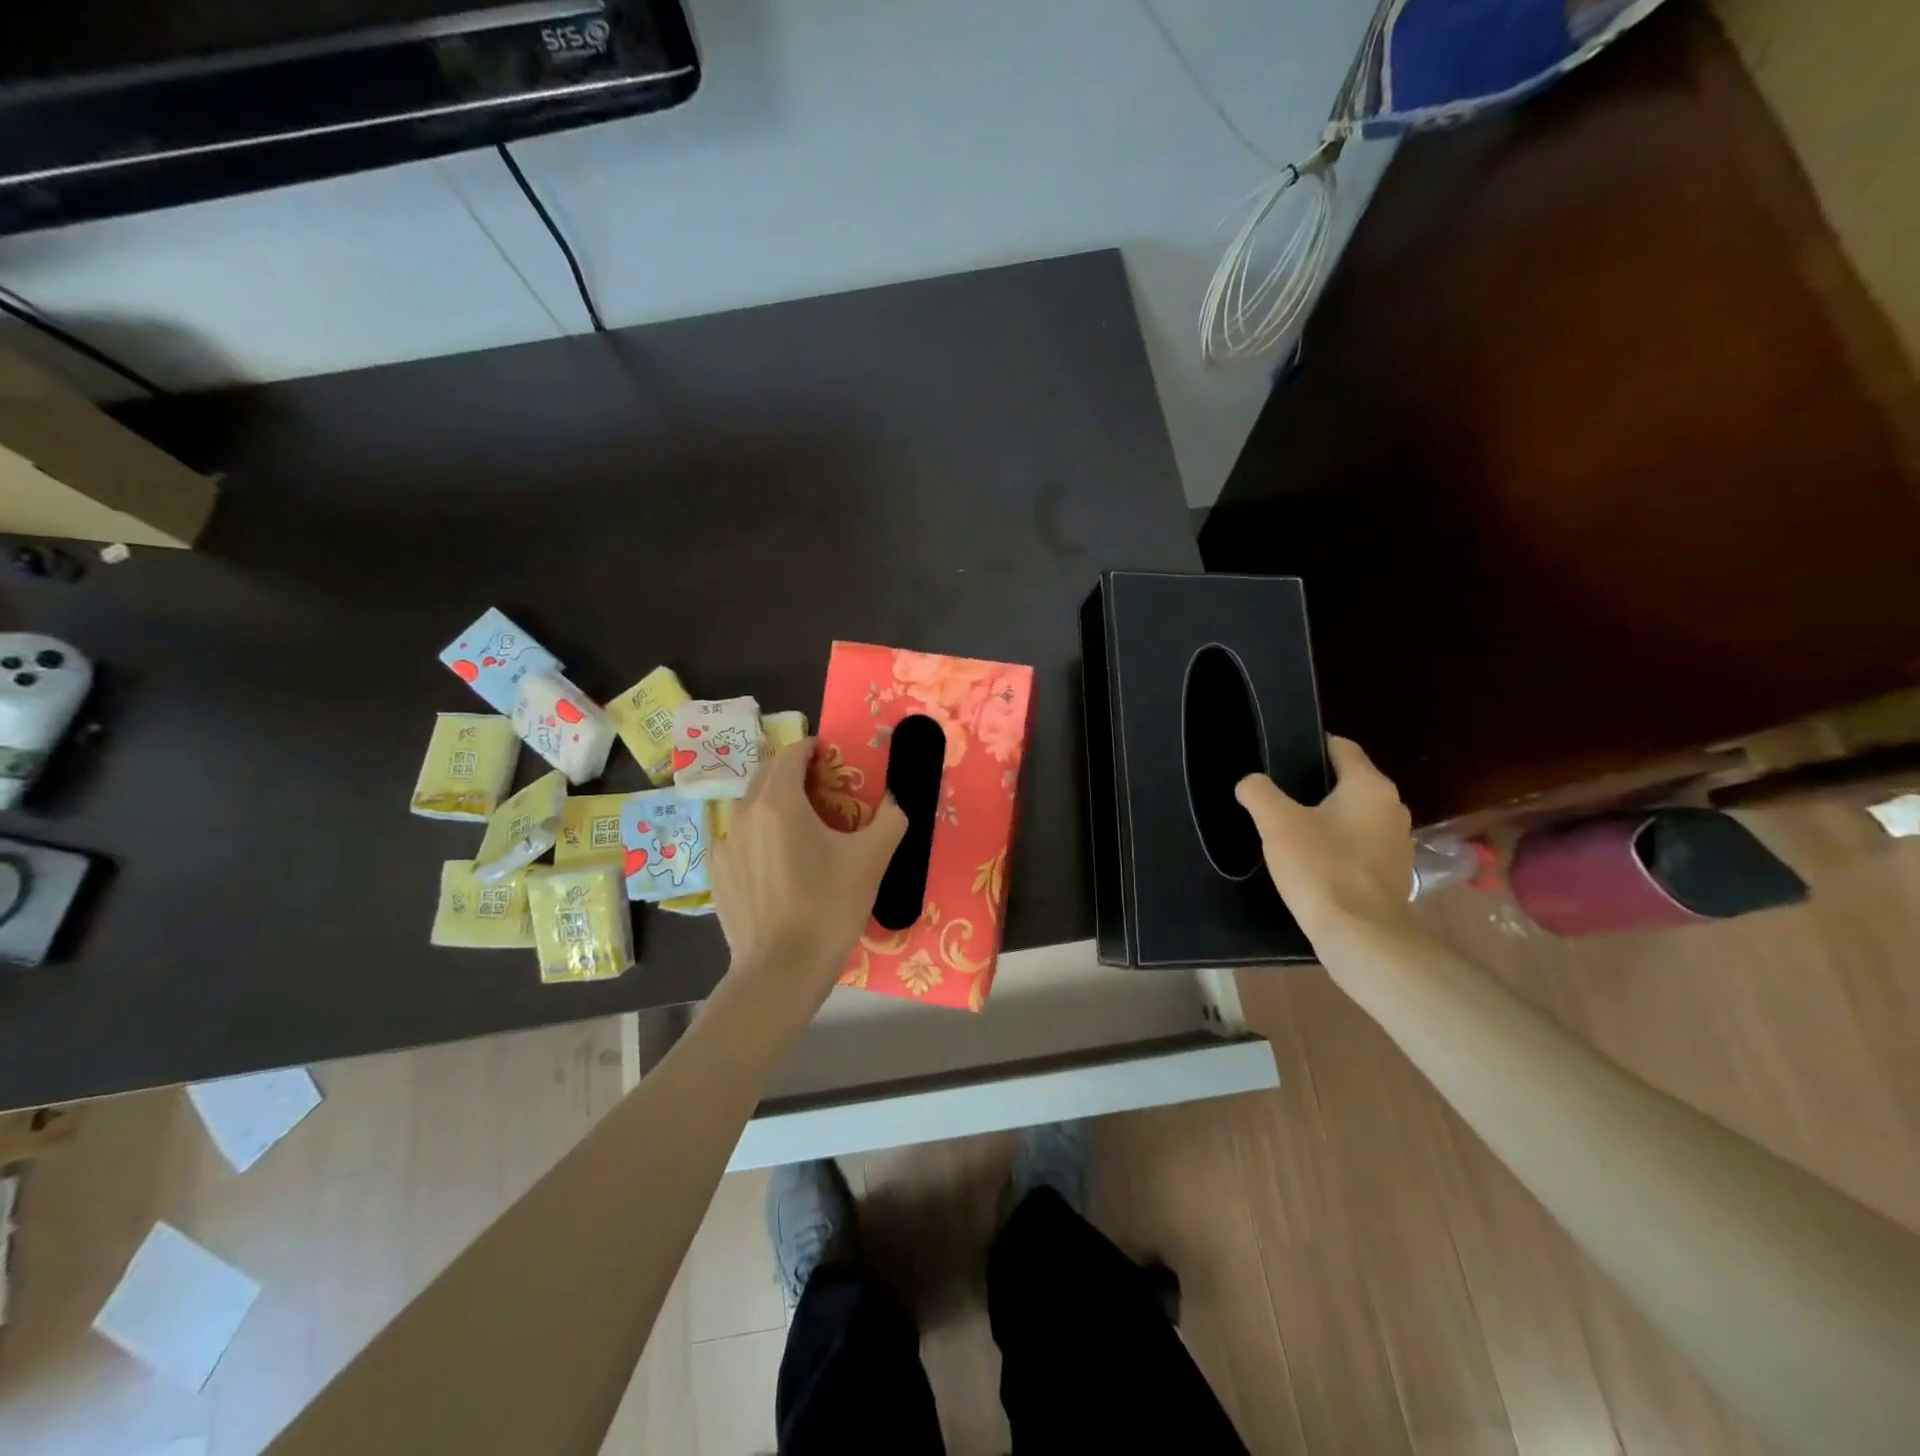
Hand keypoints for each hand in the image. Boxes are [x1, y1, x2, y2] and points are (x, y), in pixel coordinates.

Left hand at [710, 738, 906, 1007]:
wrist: (781, 970)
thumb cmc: (829, 908)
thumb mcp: (871, 860)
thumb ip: (890, 819)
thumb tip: (897, 801)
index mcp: (779, 802)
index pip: (791, 754)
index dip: (812, 750)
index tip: (832, 758)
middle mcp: (744, 814)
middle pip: (767, 775)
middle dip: (793, 773)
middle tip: (823, 789)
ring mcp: (724, 845)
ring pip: (751, 807)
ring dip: (775, 804)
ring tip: (801, 828)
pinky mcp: (716, 874)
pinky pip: (739, 839)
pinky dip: (759, 836)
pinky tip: (778, 864)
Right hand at [1235, 736, 1413, 950]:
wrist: (1360, 935)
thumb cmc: (1320, 867)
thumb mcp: (1276, 823)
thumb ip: (1258, 793)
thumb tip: (1250, 783)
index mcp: (1370, 787)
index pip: (1342, 748)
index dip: (1312, 747)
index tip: (1283, 756)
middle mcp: (1392, 808)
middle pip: (1349, 783)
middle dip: (1316, 786)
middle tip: (1279, 796)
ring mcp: (1398, 843)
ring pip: (1356, 816)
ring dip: (1328, 819)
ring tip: (1292, 830)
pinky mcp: (1394, 874)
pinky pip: (1361, 846)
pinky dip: (1339, 847)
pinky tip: (1313, 862)